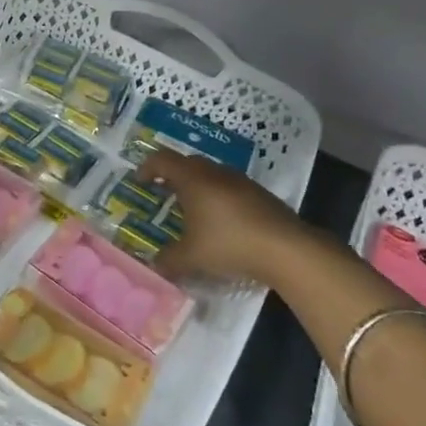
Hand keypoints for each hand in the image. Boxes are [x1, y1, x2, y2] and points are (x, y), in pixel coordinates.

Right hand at [143, 148, 313, 285]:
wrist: (286, 248)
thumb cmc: (229, 244)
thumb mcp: (191, 257)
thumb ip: (168, 260)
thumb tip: (154, 265)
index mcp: (192, 179)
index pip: (162, 160)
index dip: (147, 167)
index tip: (139, 181)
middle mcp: (214, 172)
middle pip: (187, 163)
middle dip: (171, 175)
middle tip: (162, 192)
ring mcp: (240, 181)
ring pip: (210, 174)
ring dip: (196, 185)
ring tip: (191, 208)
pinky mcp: (259, 194)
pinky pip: (229, 186)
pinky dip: (217, 196)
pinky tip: (220, 221)